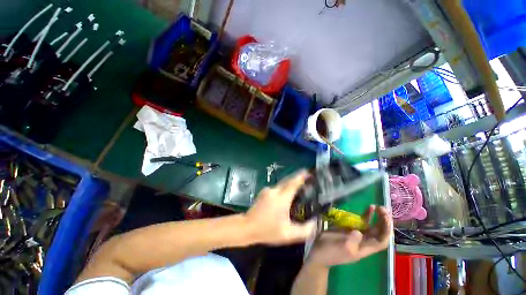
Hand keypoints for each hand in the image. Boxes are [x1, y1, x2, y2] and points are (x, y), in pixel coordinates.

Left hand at [245, 170, 315, 244]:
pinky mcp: (263, 192)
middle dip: (297, 178)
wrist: (247, 227)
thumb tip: (315, 222)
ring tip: (298, 190)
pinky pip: (277, 188)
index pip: (293, 182)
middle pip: (288, 180)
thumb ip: (304, 230)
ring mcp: (268, 190)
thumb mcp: (288, 234)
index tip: (308, 172)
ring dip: (290, 185)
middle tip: (307, 180)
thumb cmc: (267, 231)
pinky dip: (283, 189)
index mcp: (282, 198)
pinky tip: (286, 197)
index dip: (301, 176)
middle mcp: (275, 190)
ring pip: (282, 184)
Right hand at [307, 205, 391, 267]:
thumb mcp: (343, 248)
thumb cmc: (332, 252)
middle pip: (379, 232)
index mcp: (365, 249)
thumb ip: (353, 240)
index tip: (387, 219)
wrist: (320, 250)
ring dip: (378, 217)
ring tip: (379, 207)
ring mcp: (358, 234)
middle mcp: (365, 241)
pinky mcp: (350, 228)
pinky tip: (369, 207)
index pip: (382, 241)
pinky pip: (362, 221)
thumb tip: (359, 232)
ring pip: (373, 226)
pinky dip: (367, 215)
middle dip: (384, 221)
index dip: (387, 231)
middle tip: (383, 209)